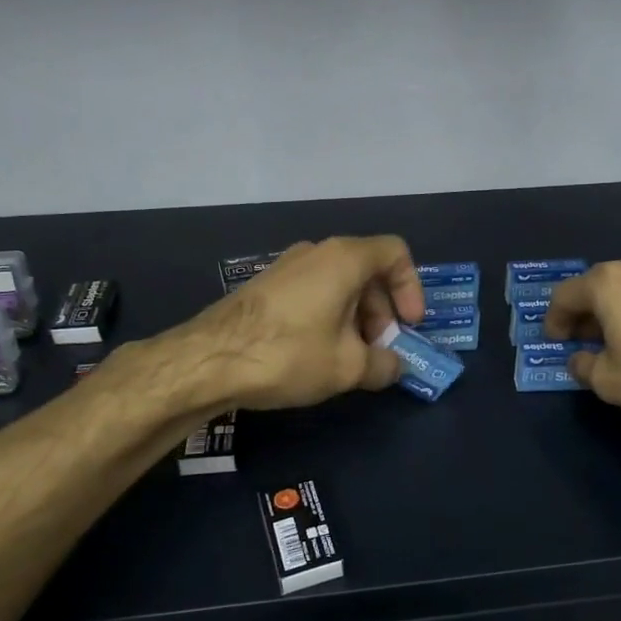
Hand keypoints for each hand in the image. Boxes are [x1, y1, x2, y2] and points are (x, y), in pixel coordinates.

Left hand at [169, 236, 425, 411]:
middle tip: (380, 351)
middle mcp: (317, 252)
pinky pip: (314, 292)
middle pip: (368, 271)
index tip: (409, 325)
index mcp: (345, 258)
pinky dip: (329, 317)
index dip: (411, 288)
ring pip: (339, 284)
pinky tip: (319, 355)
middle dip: (383, 312)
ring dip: (357, 318)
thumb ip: (384, 365)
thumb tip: (395, 366)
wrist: (209, 360)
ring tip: (351, 360)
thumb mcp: (348, 368)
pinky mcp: (267, 287)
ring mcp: (288, 267)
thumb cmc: (290, 353)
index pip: (396, 253)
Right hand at [543, 258, 620, 443]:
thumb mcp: (611, 382)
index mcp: (609, 283)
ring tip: (615, 344)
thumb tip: (582, 359)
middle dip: (585, 315)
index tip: (555, 341)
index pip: (566, 295)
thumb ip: (586, 366)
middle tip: (581, 343)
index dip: (554, 320)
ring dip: (615, 314)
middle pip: (598, 287)